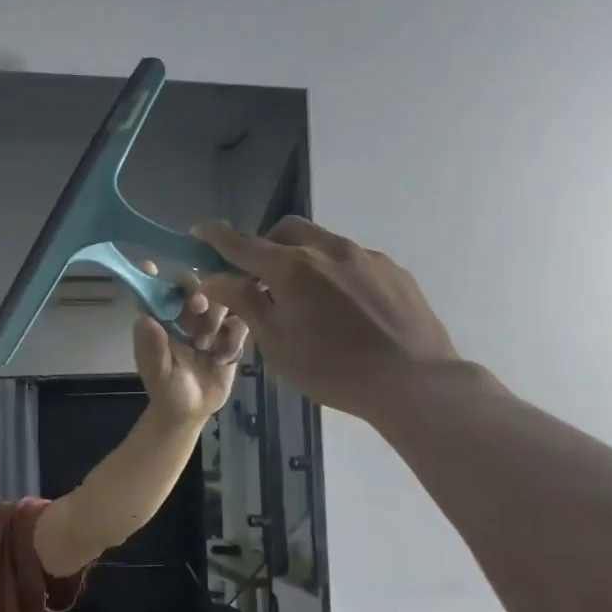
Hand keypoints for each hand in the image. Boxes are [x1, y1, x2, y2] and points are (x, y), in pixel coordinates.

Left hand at [132, 267, 248, 423]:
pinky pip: (240, 322)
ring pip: (221, 299)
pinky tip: (222, 358)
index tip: (150, 265)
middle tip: (198, 308)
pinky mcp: (231, 334)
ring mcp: (210, 322)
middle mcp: (184, 314)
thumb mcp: (158, 374)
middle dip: (199, 293)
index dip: (152, 276)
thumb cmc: (167, 390)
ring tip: (206, 347)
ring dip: (216, 318)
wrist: (193, 411)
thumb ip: (152, 349)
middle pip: (195, 286)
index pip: (156, 290)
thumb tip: (144, 319)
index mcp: (161, 318)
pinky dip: (233, 338)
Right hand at [193, 218, 460, 424]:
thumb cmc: (331, 368)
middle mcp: (328, 250)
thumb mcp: (275, 342)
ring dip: (302, 259)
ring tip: (305, 298)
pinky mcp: (392, 270)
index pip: (242, 244)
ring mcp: (365, 256)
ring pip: (321, 243)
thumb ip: (244, 303)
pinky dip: (333, 273)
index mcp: (292, 268)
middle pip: (286, 231)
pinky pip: (352, 261)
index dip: (216, 237)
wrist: (412, 380)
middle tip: (259, 276)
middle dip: (265, 245)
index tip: (199, 231)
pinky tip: (343, 309)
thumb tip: (214, 278)